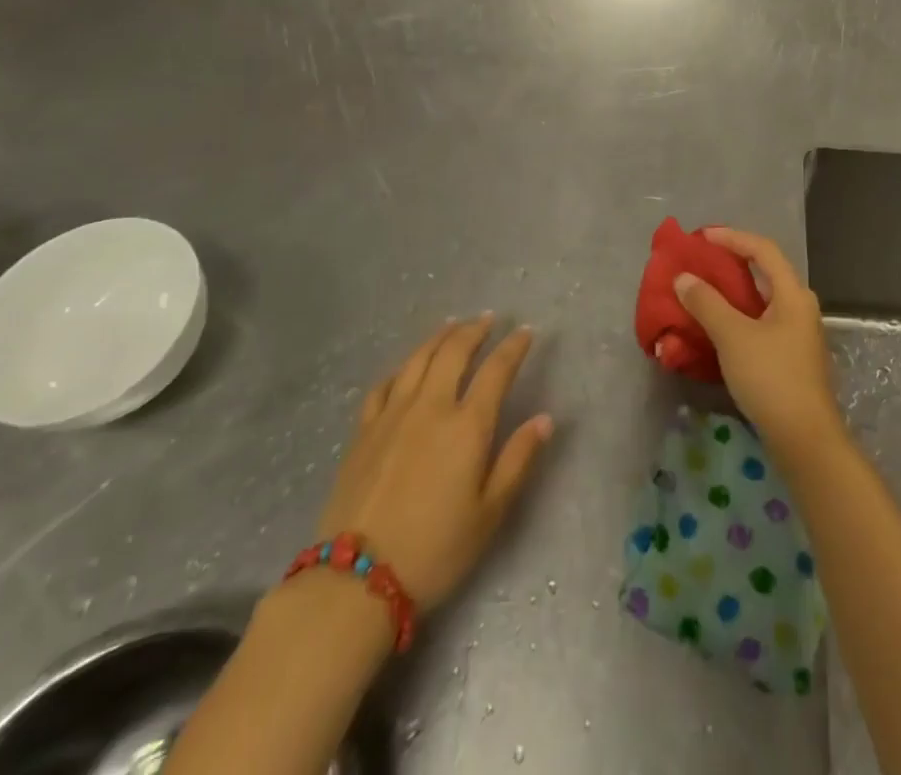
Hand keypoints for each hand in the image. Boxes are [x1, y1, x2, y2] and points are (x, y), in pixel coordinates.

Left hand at [318, 315, 552, 610]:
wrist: (355, 580)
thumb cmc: (435, 550)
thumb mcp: (489, 513)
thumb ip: (518, 460)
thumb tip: (545, 419)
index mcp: (467, 425)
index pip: (496, 370)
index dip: (514, 347)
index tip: (525, 332)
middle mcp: (431, 406)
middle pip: (454, 351)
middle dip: (474, 330)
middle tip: (488, 319)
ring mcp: (392, 414)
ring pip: (418, 358)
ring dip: (439, 337)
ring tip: (452, 326)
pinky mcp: (363, 430)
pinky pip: (384, 383)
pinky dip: (402, 366)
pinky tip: (407, 366)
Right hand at [675, 227, 842, 456]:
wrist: (805, 439)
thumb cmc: (771, 377)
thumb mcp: (733, 336)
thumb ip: (706, 303)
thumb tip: (683, 278)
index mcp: (793, 293)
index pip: (763, 249)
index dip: (732, 237)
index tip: (701, 237)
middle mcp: (800, 307)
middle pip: (764, 272)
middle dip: (730, 263)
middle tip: (700, 262)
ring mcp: (797, 334)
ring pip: (761, 300)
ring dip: (731, 292)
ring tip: (702, 291)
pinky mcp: (790, 357)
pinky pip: (760, 323)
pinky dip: (737, 316)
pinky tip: (716, 327)